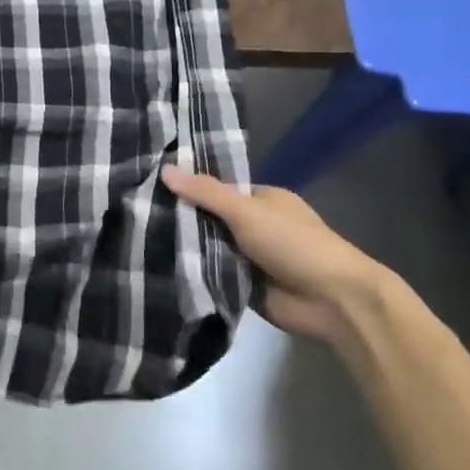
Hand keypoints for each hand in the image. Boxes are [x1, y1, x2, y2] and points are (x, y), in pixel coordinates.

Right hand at [161, 167, 401, 352]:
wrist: (333, 300)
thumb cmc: (294, 244)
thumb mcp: (246, 211)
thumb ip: (206, 193)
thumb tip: (164, 169)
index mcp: (261, 200)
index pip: (215, 190)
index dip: (186, 190)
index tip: (149, 190)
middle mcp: (254, 226)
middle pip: (208, 220)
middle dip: (181, 221)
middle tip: (135, 216)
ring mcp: (249, 257)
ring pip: (207, 249)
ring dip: (185, 250)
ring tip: (137, 242)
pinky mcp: (243, 286)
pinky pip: (211, 275)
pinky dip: (194, 274)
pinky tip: (159, 269)